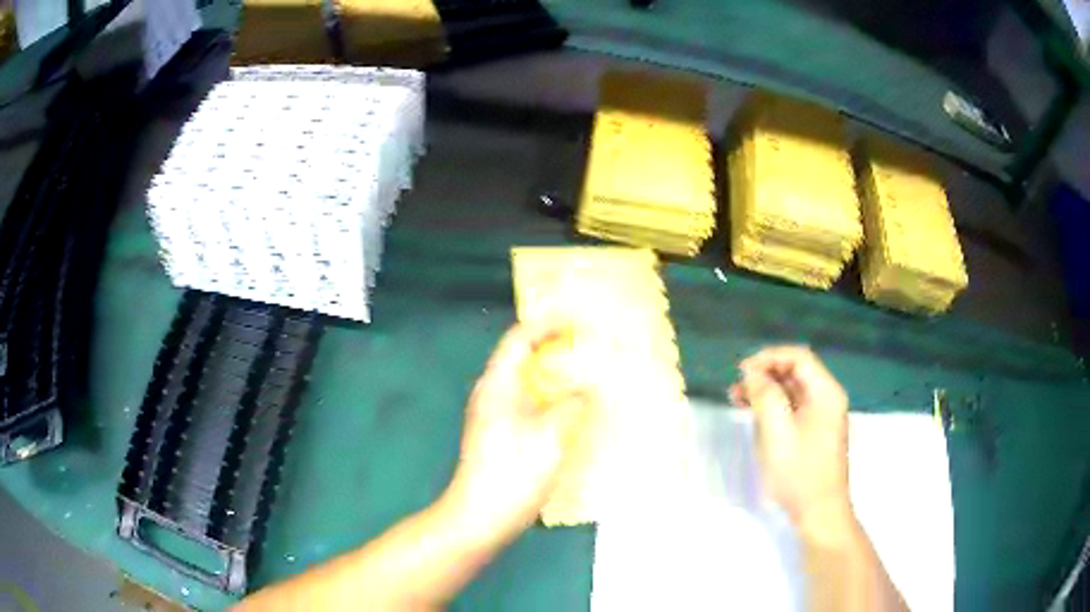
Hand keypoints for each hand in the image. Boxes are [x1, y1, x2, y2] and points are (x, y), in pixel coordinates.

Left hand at [441, 321, 591, 544]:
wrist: (480, 516)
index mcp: (497, 384)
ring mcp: (492, 416)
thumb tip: (587, 388)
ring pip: (525, 383)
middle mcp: (490, 393)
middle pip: (521, 358)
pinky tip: (569, 412)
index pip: (519, 339)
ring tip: (584, 374)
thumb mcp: (552, 435)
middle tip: (586, 345)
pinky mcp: (499, 436)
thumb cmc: (513, 472)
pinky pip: (527, 404)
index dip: (547, 324)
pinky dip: (549, 399)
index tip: (577, 319)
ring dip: (553, 375)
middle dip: (553, 348)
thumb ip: (573, 404)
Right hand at [730, 346, 852, 535]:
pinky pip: (794, 409)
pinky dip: (774, 407)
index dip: (769, 358)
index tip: (742, 371)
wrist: (819, 511)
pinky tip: (755, 416)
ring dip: (766, 391)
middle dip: (765, 375)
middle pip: (796, 373)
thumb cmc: (799, 471)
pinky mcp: (815, 433)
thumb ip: (764, 396)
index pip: (798, 358)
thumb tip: (753, 373)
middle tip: (737, 387)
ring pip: (793, 392)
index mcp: (825, 393)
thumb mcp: (777, 432)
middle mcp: (827, 399)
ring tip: (738, 400)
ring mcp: (822, 417)